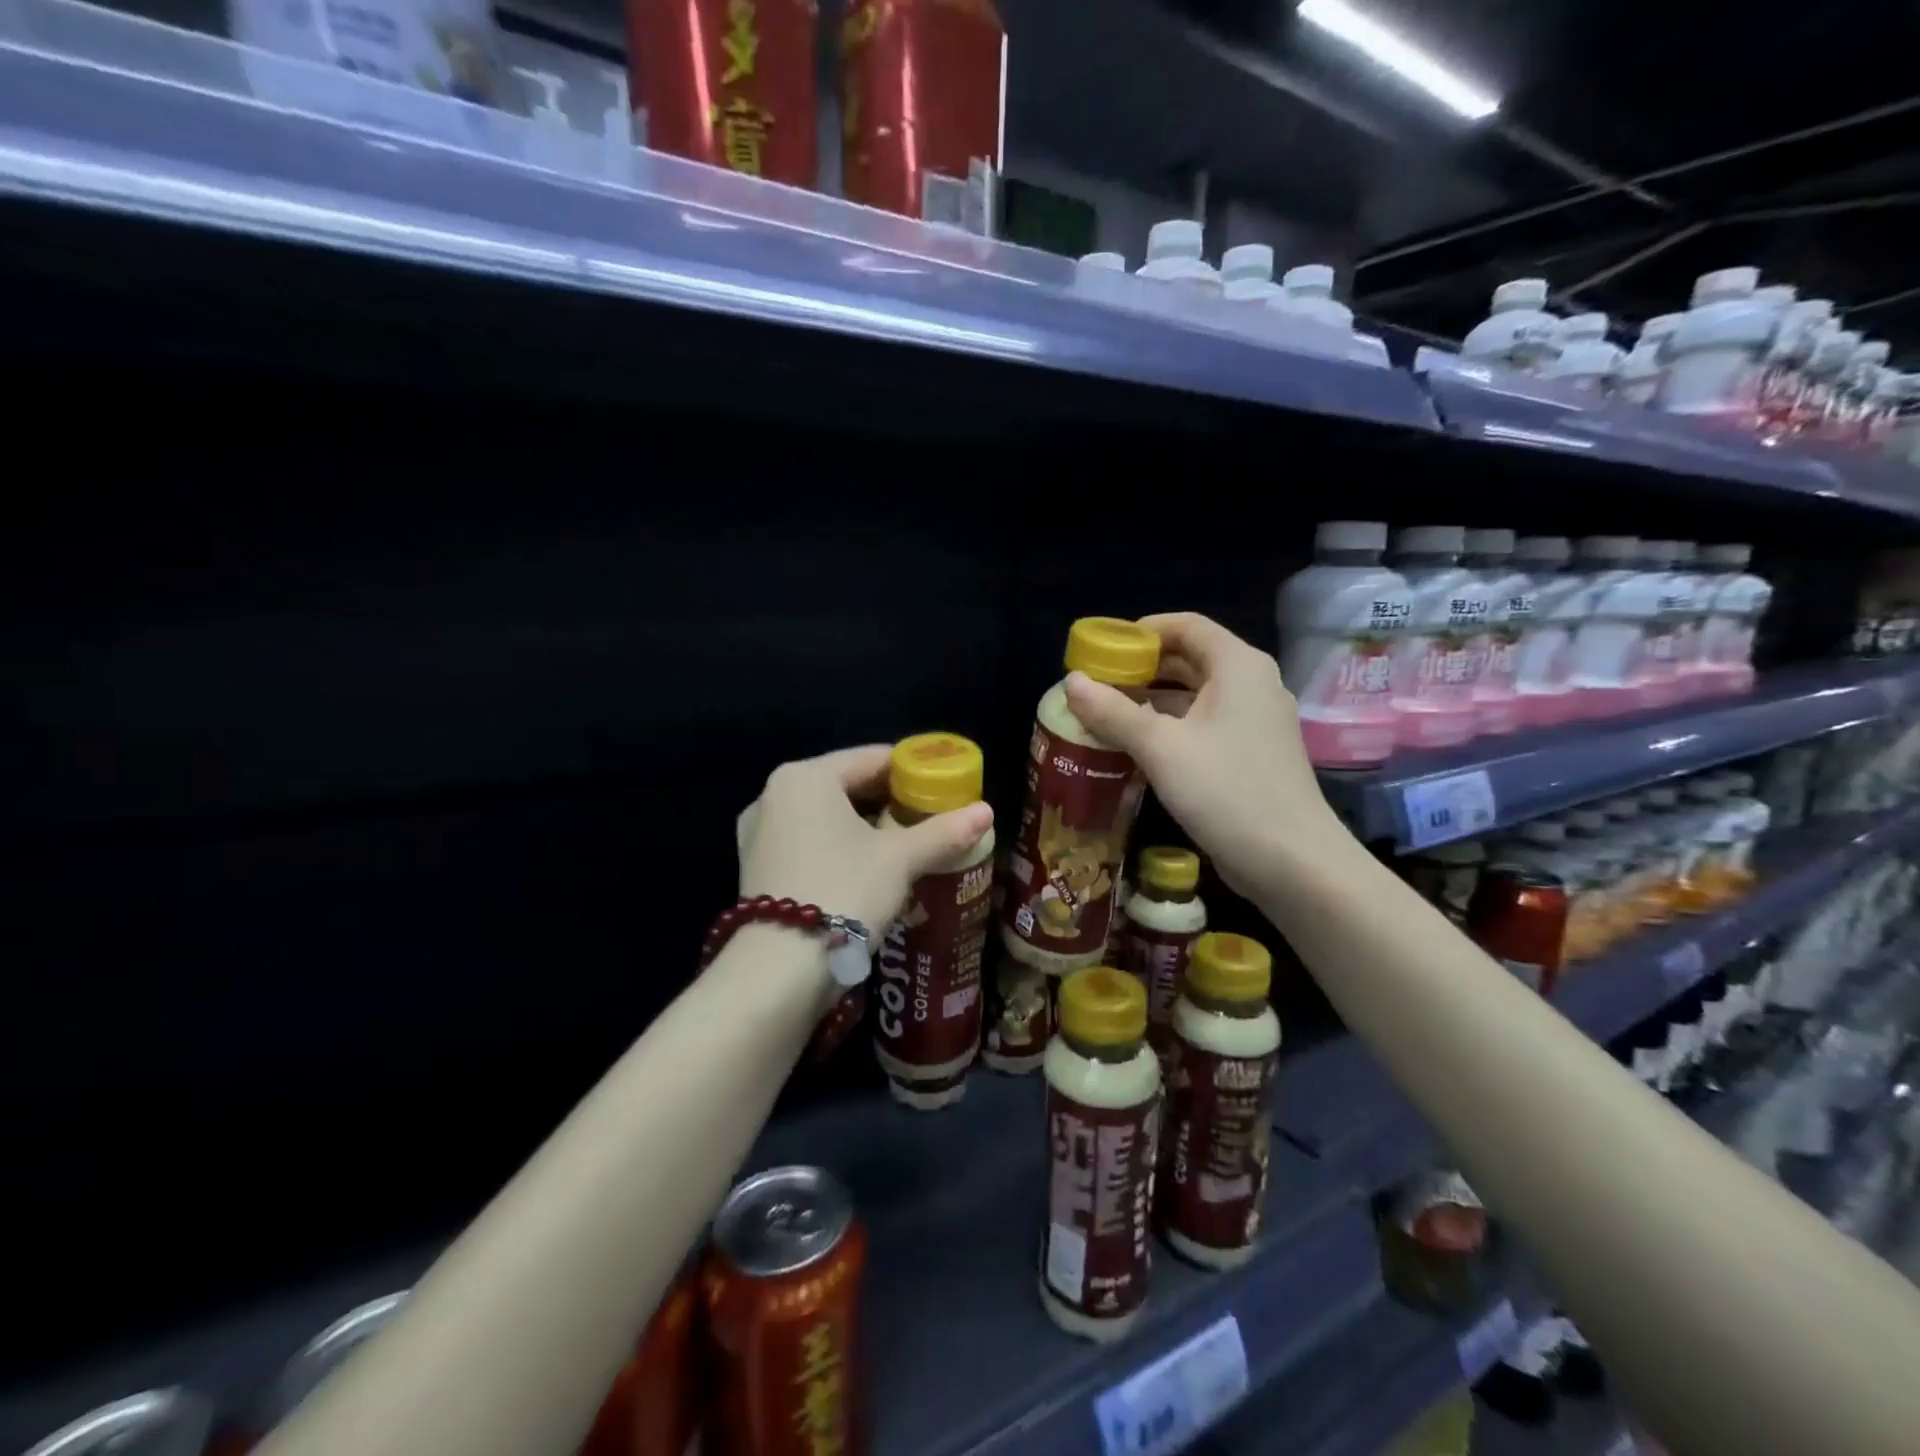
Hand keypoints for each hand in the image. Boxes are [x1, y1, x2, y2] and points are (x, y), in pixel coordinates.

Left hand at [736, 745, 994, 945]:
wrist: (779, 970)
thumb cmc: (843, 892)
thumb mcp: (899, 860)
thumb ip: (943, 831)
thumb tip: (987, 812)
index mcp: (806, 777)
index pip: (873, 758)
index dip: (915, 771)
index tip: (946, 789)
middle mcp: (774, 794)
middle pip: (848, 784)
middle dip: (890, 801)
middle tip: (931, 818)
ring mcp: (759, 831)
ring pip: (827, 815)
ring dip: (865, 825)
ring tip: (906, 844)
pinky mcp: (757, 865)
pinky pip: (809, 840)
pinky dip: (839, 845)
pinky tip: (867, 868)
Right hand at [1063, 613, 1344, 902]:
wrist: (1293, 862)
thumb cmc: (1226, 791)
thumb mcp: (1161, 748)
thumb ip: (1113, 712)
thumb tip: (1070, 682)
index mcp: (1238, 666)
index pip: (1186, 625)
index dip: (1142, 630)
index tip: (1103, 648)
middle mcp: (1252, 684)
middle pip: (1190, 658)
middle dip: (1142, 668)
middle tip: (1097, 683)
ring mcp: (1256, 721)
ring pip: (1196, 695)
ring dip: (1152, 699)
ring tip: (1106, 713)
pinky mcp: (1252, 753)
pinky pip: (1204, 724)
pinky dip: (1170, 725)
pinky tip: (1137, 746)